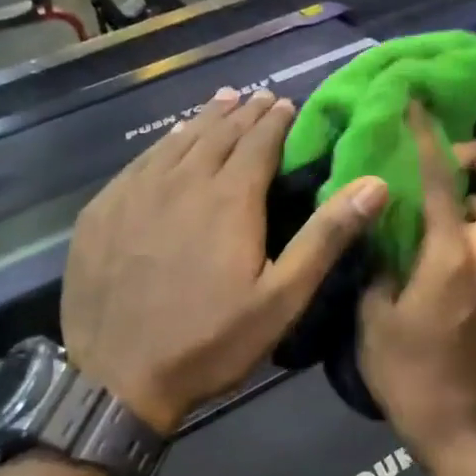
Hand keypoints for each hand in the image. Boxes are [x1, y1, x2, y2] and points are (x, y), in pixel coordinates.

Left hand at [63, 87, 388, 433]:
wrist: (118, 377)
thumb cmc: (211, 342)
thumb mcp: (282, 298)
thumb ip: (326, 237)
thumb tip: (374, 184)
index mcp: (229, 199)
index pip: (257, 142)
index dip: (274, 120)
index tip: (286, 103)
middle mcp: (181, 182)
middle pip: (216, 133)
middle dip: (242, 113)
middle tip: (258, 98)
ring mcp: (134, 193)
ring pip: (175, 142)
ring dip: (203, 120)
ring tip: (221, 102)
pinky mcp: (102, 212)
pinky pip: (139, 163)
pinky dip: (162, 145)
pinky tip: (168, 145)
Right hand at [359, 107, 475, 460]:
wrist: (449, 420)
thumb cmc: (403, 371)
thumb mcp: (373, 314)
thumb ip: (379, 263)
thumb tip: (383, 233)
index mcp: (451, 259)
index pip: (443, 183)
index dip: (430, 139)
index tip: (418, 108)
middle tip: (450, 159)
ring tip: (448, 193)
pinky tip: (449, 234)